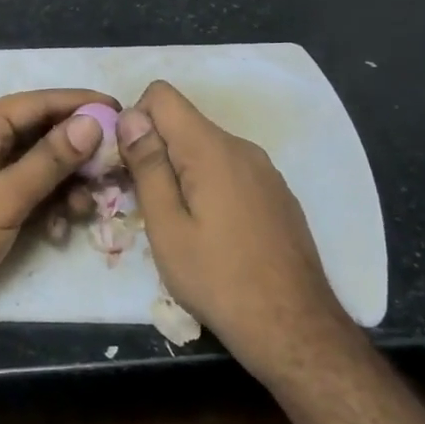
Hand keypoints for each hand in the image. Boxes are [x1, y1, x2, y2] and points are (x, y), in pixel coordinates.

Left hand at [0, 89, 111, 346]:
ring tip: (87, 209)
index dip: (79, 104)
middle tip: (117, 166)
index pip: (37, 103)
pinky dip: (51, 208)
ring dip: (67, 186)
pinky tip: (61, 230)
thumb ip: (49, 160)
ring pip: (41, 169)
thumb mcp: (3, 198)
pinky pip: (32, 196)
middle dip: (78, 152)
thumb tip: (93, 122)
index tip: (120, 109)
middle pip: (42, 135)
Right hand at [117, 81, 353, 382]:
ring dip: (182, 171)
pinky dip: (210, 186)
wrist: (295, 328)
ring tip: (178, 224)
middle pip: (184, 122)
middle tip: (145, 204)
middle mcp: (241, 147)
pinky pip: (231, 171)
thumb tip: (130, 116)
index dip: (136, 120)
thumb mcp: (167, 226)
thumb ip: (148, 165)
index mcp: (211, 148)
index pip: (162, 95)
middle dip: (156, 150)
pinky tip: (214, 233)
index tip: (129, 165)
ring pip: (207, 149)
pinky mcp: (277, 194)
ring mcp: (265, 171)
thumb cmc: (218, 279)